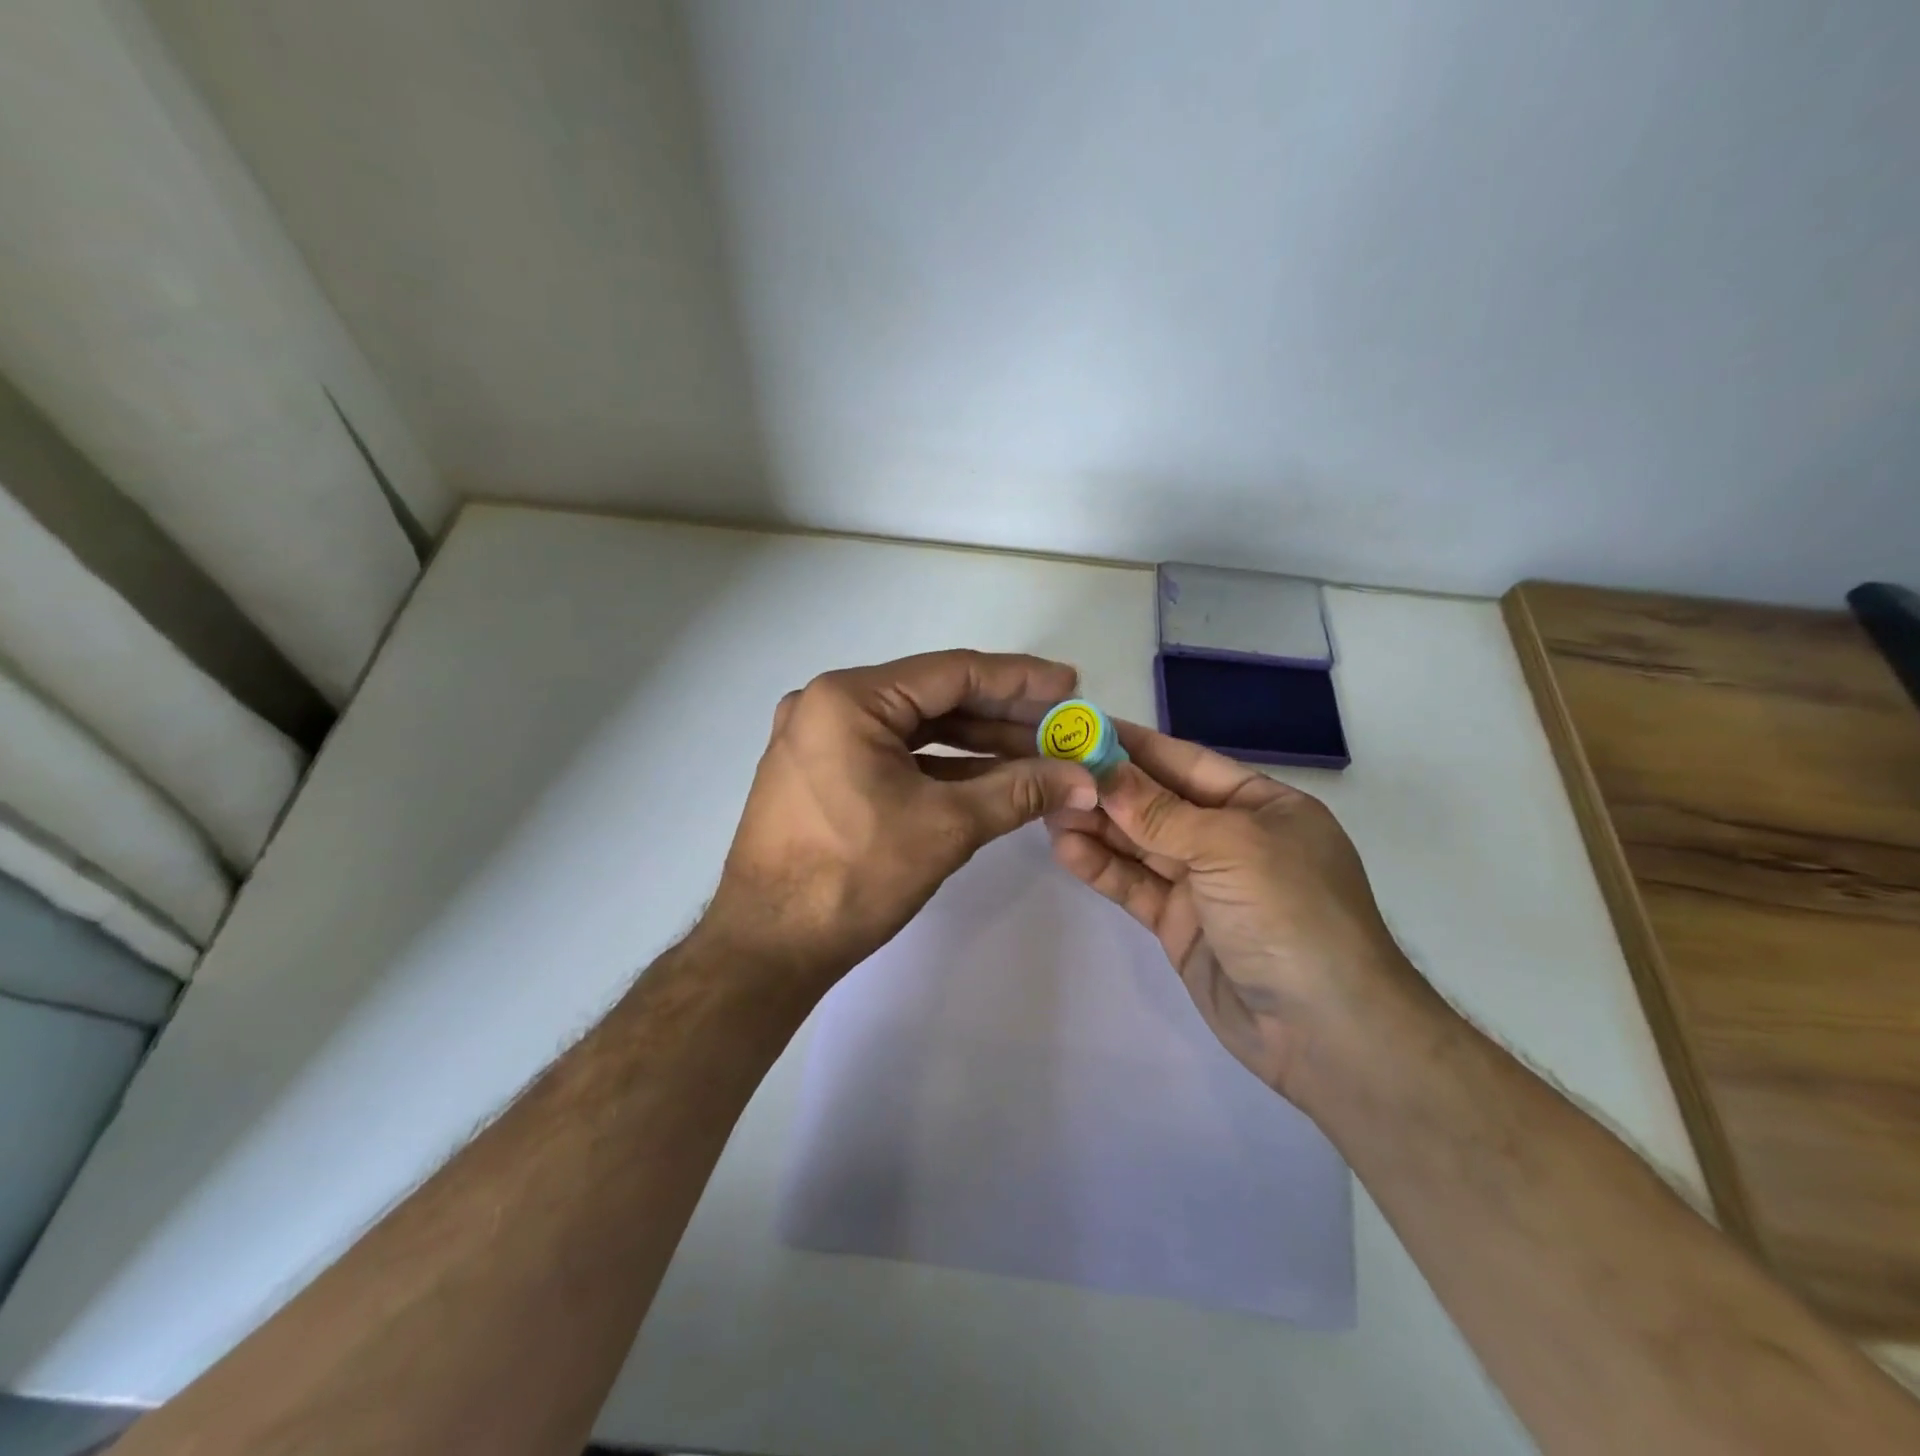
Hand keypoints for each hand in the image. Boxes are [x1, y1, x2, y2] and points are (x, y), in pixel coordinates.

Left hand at [704, 650, 1100, 992]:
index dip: (1020, 679)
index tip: (1071, 686)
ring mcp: (820, 739)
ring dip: (977, 743)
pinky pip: (894, 755)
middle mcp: (828, 704)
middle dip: (1003, 715)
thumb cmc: (852, 877)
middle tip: (1061, 725)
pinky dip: (942, 766)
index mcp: (848, 699)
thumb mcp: (946, 827)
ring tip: (1039, 753)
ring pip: (915, 729)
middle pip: (934, 698)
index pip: (952, 673)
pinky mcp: (822, 772)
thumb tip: (1085, 779)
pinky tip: (991, 776)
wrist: (768, 948)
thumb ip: (1019, 792)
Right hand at [1047, 722, 1420, 1102]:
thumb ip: (1160, 812)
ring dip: (1097, 826)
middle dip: (1107, 787)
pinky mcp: (1181, 925)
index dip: (1133, 744)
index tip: (1081, 728)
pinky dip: (1103, 869)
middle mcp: (1231, 838)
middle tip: (1049, 771)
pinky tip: (1066, 850)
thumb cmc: (1291, 914)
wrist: (1325, 1032)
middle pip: (1157, 802)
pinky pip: (1136, 886)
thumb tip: (1104, 772)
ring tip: (1047, 809)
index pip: (1185, 762)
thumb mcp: (1229, 847)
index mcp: (1260, 805)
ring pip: (1140, 845)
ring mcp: (1205, 884)